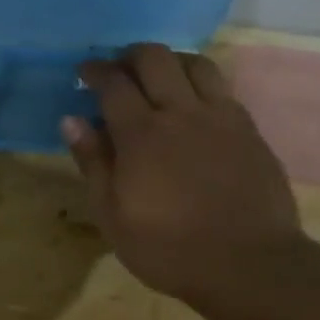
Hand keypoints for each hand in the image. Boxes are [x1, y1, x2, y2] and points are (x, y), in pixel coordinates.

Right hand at [64, 45, 305, 304]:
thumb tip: (71, 119)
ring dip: (169, 61)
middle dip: (129, 56)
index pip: (113, 82)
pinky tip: (193, 104)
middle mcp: (181, 112)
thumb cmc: (167, 248)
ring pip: (194, 63)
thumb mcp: (112, 215)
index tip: (83, 72)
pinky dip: (199, 82)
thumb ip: (93, 162)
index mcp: (141, 134)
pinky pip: (221, 87)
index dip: (94, 70)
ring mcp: (220, 117)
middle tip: (118, 71)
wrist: (248, 264)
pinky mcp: (248, 129)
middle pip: (154, 58)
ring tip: (157, 79)